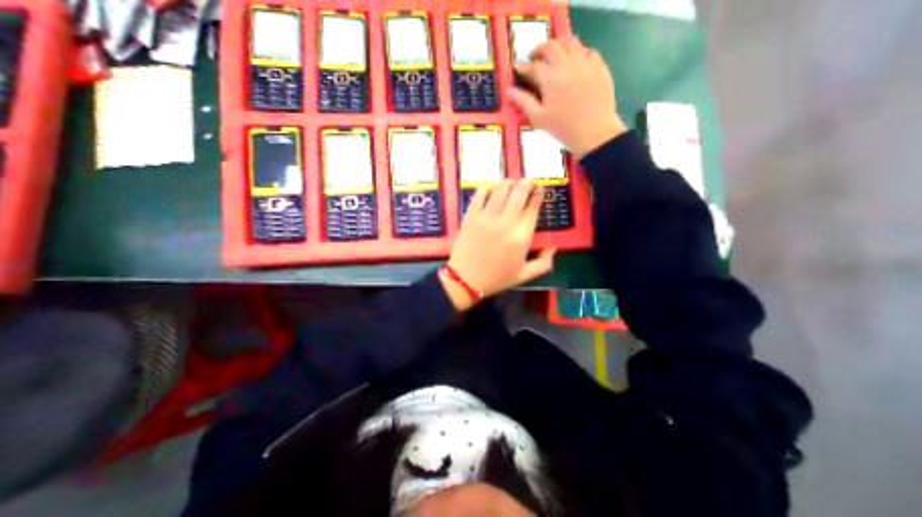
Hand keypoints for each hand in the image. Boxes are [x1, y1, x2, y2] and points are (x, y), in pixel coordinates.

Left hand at [443, 180, 558, 309]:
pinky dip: (487, 189)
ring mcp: (486, 218)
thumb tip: (555, 246)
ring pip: (500, 189)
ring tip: (510, 185)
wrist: (466, 280)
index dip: (538, 193)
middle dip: (526, 183)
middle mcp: (506, 222)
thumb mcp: (525, 275)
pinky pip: (480, 195)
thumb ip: (544, 261)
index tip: (539, 189)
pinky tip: (490, 192)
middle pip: (519, 192)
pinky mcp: (471, 216)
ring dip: (508, 183)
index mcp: (522, 236)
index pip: (533, 207)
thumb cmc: (497, 278)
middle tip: (527, 182)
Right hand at [503, 37, 626, 158]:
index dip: (522, 67)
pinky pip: (588, 51)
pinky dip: (578, 53)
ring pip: (571, 43)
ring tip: (554, 55)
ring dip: (559, 46)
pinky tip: (575, 63)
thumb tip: (509, 91)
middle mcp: (567, 64)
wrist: (594, 132)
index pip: (533, 66)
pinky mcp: (599, 67)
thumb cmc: (563, 128)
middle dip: (539, 50)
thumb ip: (523, 102)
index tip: (517, 68)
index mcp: (550, 78)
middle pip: (551, 46)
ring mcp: (585, 63)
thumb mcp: (539, 118)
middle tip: (534, 58)